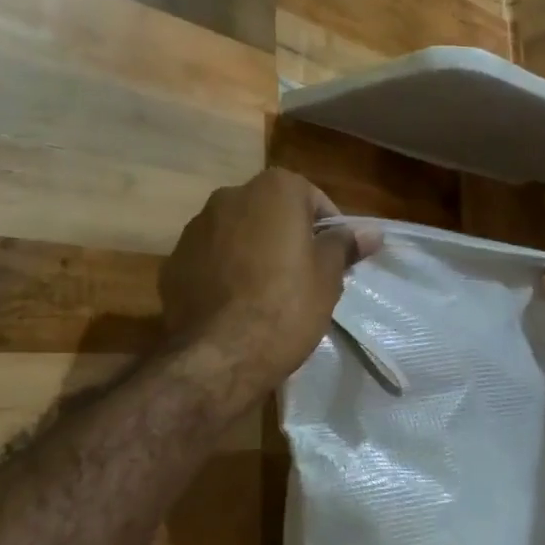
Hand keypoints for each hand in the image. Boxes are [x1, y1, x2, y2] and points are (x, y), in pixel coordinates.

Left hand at [160, 168, 379, 386]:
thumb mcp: (328, 276)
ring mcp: (195, 228)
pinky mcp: (173, 262)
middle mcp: (229, 196)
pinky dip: (224, 272)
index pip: (313, 199)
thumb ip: (344, 245)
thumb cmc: (286, 306)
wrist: (219, 355)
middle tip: (304, 276)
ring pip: (237, 233)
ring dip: (253, 251)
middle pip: (271, 212)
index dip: (328, 229)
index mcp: (273, 190)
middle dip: (287, 236)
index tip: (334, 260)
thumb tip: (370, 232)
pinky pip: (210, 259)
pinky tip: (235, 305)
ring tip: (267, 293)